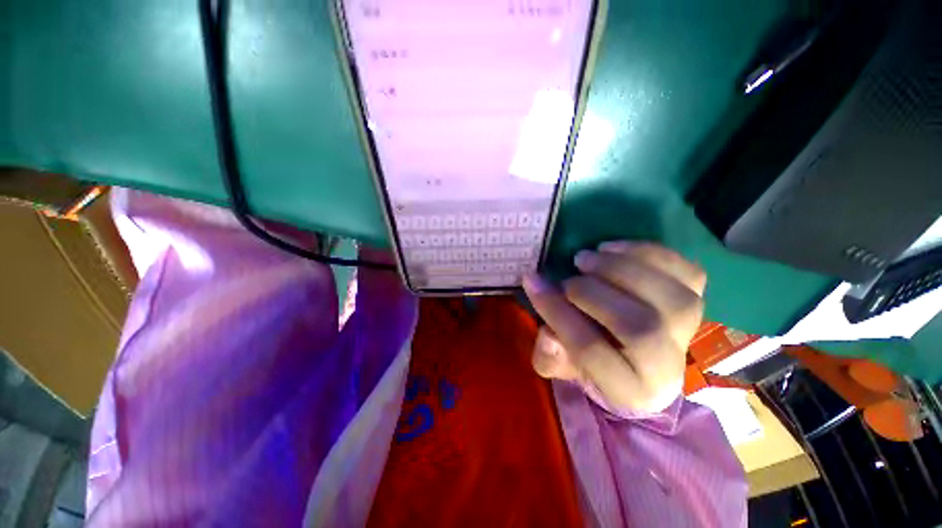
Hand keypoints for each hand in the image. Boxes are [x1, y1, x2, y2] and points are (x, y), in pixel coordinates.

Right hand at [523, 242, 705, 413]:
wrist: (636, 355)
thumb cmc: (592, 361)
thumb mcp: (561, 365)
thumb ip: (549, 357)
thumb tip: (548, 334)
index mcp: (628, 389)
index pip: (591, 351)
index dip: (558, 313)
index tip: (534, 283)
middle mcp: (667, 367)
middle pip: (640, 327)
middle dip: (594, 293)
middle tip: (568, 277)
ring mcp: (689, 333)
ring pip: (673, 300)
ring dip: (623, 269)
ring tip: (588, 257)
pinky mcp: (698, 301)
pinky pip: (688, 274)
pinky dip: (650, 254)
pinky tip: (614, 249)